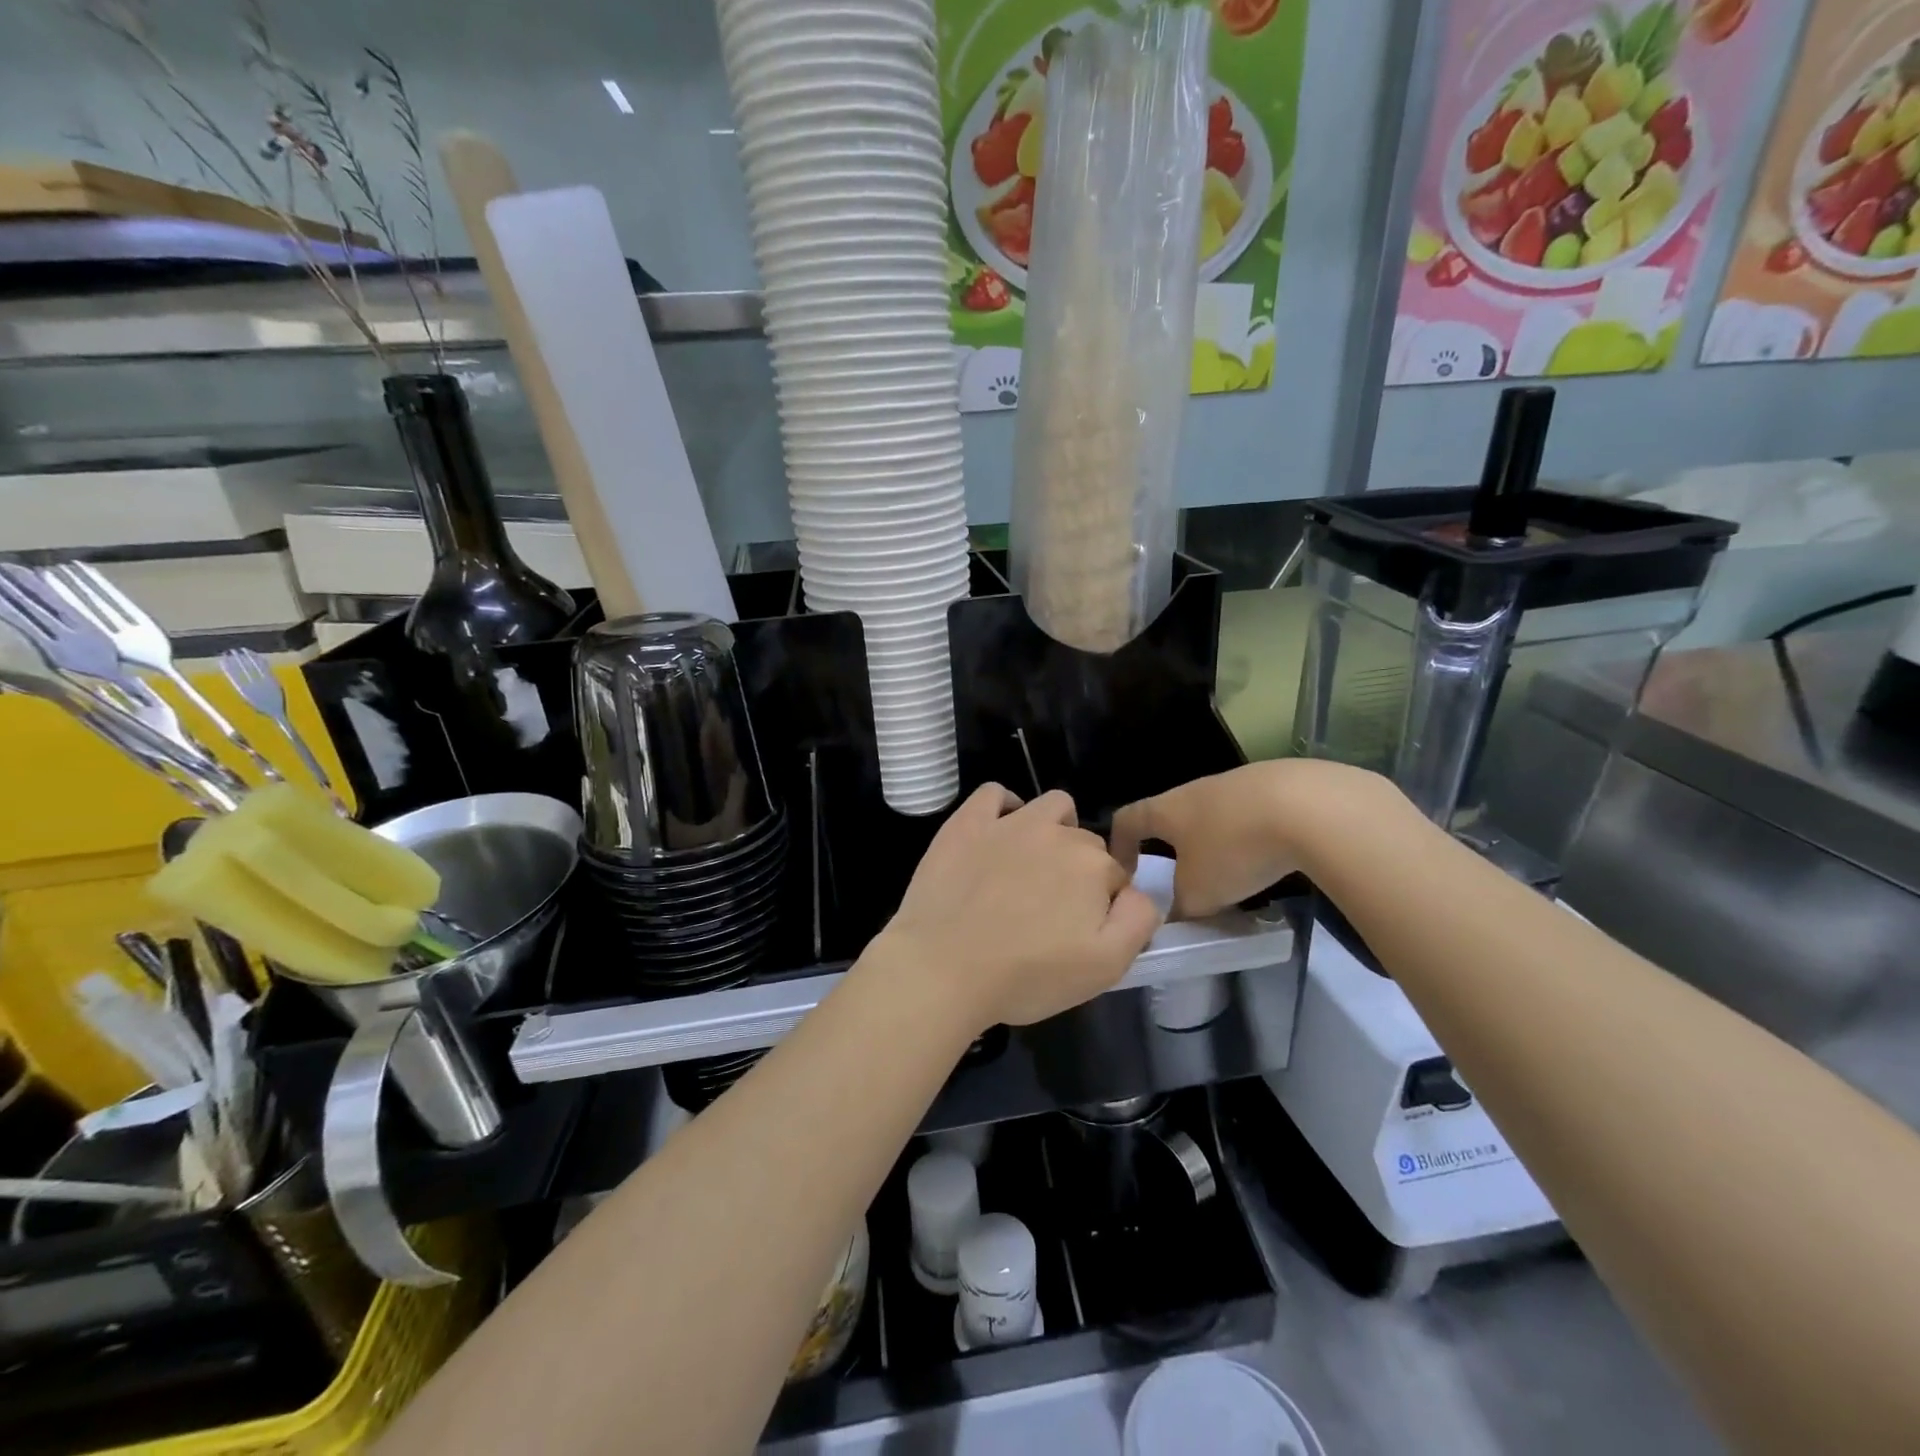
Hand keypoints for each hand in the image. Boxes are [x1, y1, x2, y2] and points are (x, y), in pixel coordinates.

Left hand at [873, 785, 1162, 1033]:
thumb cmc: (1027, 975)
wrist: (943, 967)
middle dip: (1078, 871)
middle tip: (1051, 911)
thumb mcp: (1105, 967)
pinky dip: (1004, 807)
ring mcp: (1009, 823)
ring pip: (1051, 807)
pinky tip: (998, 832)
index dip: (1104, 904)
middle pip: (1084, 843)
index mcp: (1093, 866)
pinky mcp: (967, 822)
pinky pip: (995, 794)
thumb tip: (1140, 893)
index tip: (1081, 931)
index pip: (1115, 877)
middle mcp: (1057, 833)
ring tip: (1034, 865)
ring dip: (1054, 828)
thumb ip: (1137, 921)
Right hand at [1110, 760, 1392, 918]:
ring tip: (1232, 872)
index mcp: (1166, 809)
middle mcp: (1195, 789)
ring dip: (1215, 840)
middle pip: (1172, 815)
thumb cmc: (1235, 849)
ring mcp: (1237, 782)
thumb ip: (1180, 908)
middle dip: (1173, 846)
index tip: (1125, 872)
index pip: (1127, 819)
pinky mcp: (1278, 783)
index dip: (1119, 845)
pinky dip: (1253, 833)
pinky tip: (1273, 855)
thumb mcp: (1200, 894)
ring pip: (1214, 813)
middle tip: (1181, 878)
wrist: (1309, 807)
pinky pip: (1253, 811)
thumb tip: (1175, 917)